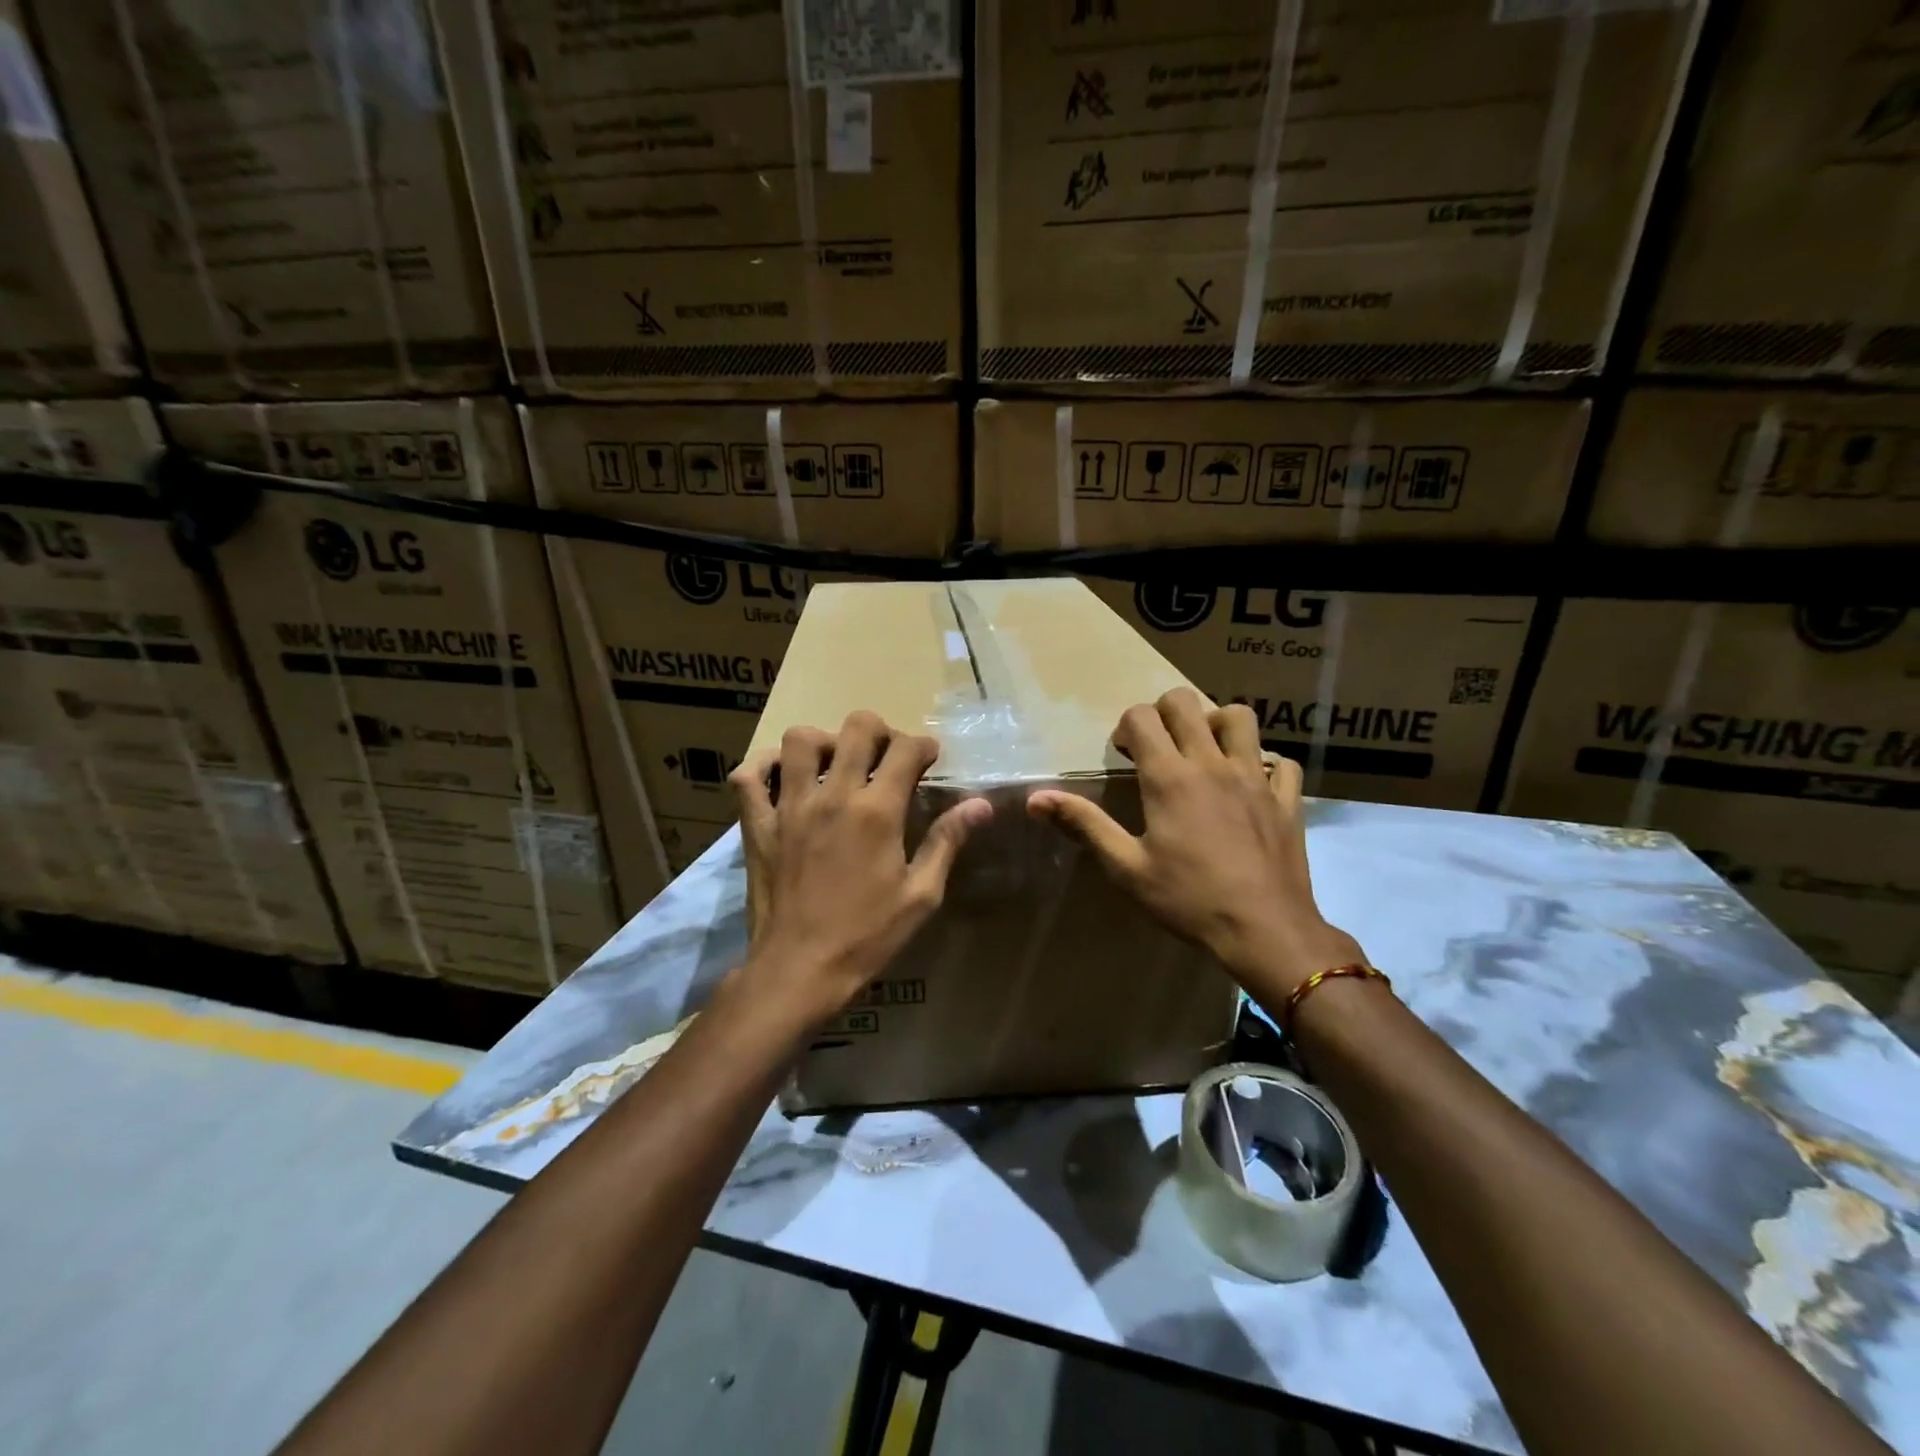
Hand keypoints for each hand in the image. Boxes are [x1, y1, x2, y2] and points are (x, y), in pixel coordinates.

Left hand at [730, 711, 991, 1025]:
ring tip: (836, 764)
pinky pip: (748, 776)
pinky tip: (784, 777)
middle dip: (880, 731)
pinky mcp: (757, 824)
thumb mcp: (921, 895)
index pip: (906, 749)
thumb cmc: (866, 936)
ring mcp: (789, 806)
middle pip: (857, 728)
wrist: (799, 970)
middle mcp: (833, 796)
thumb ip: (947, 841)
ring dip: (824, 742)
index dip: (924, 746)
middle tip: (886, 755)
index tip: (928, 759)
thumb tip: (981, 804)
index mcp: (878, 812)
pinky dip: (764, 766)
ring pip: (800, 740)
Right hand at [1027, 687, 1363, 1003]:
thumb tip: (1035, 798)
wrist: (1265, 930)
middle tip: (1158, 748)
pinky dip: (1265, 764)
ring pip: (1239, 717)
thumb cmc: (1188, 900)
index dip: (1126, 728)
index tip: (1125, 757)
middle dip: (1163, 713)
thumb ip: (1083, 824)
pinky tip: (1251, 785)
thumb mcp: (1126, 867)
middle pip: (1186, 702)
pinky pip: (1281, 762)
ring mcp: (1255, 777)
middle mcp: (1212, 764)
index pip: (1141, 717)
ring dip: (1216, 724)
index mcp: (1169, 778)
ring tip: (1205, 753)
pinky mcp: (1286, 798)